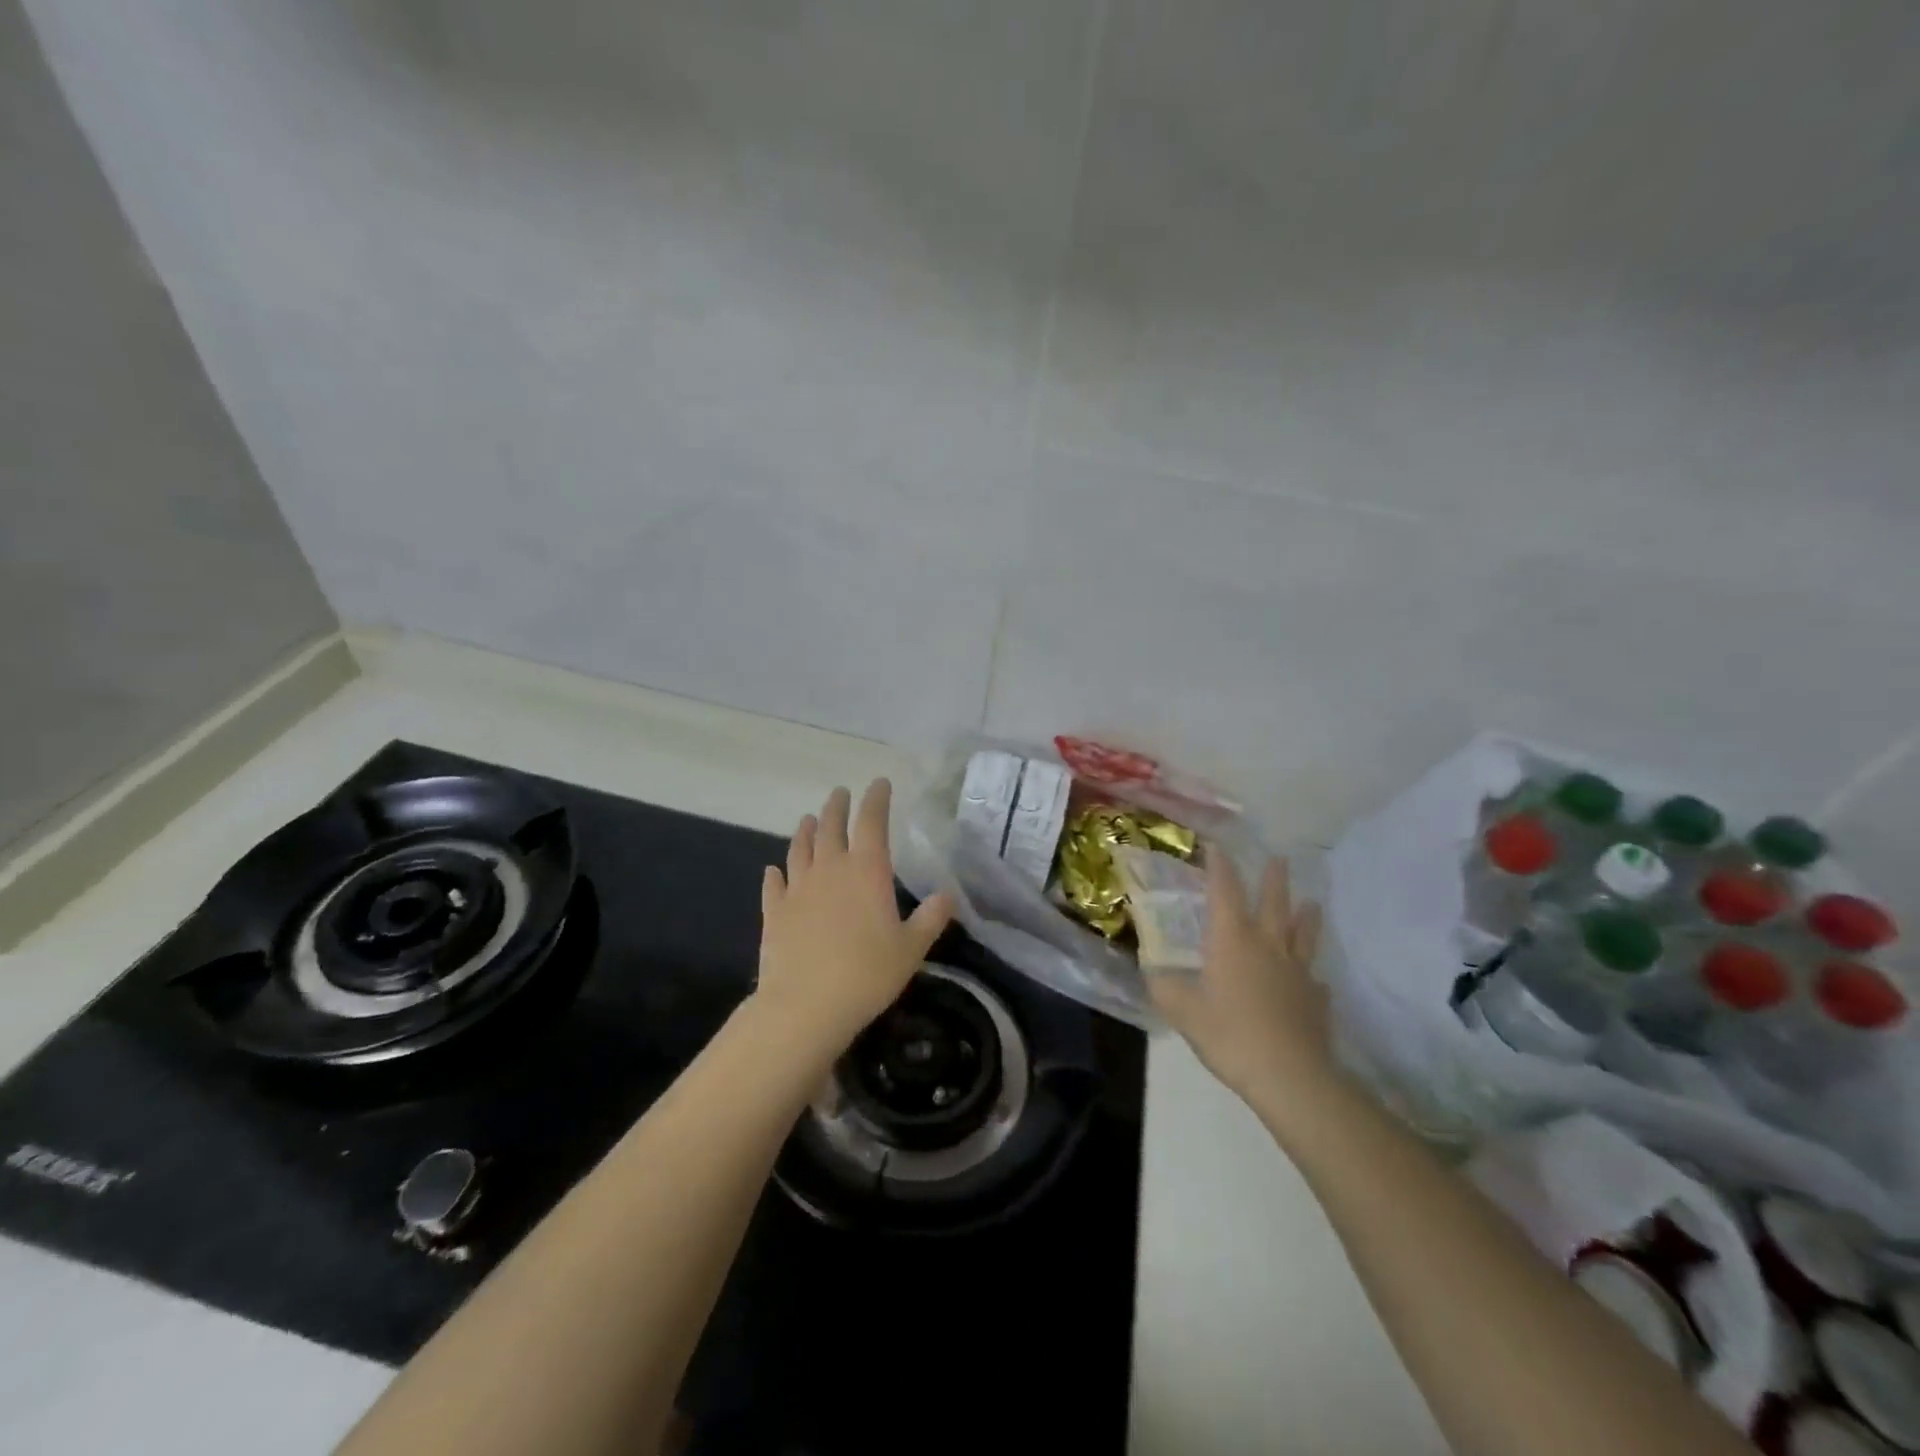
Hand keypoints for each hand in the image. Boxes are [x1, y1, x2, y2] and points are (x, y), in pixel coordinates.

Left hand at [753, 780, 953, 1051]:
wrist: (806, 1005)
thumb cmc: (868, 973)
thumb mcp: (911, 948)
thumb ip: (931, 918)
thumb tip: (948, 894)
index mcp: (867, 871)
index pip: (872, 822)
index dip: (876, 799)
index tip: (879, 783)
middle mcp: (830, 869)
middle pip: (831, 827)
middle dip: (837, 807)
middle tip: (840, 793)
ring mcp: (798, 889)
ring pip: (800, 849)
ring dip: (806, 831)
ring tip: (809, 819)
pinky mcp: (774, 912)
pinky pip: (774, 885)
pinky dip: (775, 874)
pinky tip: (774, 870)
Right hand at [1149, 852, 1330, 1105]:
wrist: (1290, 1077)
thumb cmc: (1230, 1034)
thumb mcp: (1182, 1011)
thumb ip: (1163, 986)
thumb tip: (1149, 969)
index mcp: (1232, 941)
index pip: (1225, 892)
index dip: (1220, 868)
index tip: (1217, 846)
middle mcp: (1268, 946)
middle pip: (1274, 904)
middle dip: (1274, 880)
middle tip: (1280, 858)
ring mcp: (1298, 973)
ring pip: (1302, 936)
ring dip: (1306, 917)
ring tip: (1312, 902)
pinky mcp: (1316, 1000)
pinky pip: (1315, 980)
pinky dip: (1312, 975)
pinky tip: (1314, 980)